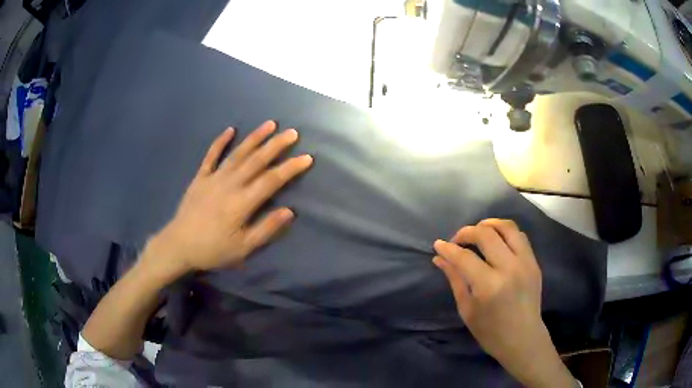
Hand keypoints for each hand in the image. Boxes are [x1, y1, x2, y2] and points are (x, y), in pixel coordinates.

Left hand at [147, 120, 312, 273]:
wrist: (179, 245)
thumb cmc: (213, 249)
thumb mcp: (243, 248)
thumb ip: (266, 229)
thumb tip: (289, 211)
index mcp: (242, 203)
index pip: (271, 180)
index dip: (290, 168)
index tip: (307, 157)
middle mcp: (230, 184)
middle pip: (256, 160)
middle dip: (276, 145)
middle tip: (293, 133)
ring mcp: (213, 178)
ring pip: (238, 153)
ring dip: (254, 138)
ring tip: (270, 124)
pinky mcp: (200, 177)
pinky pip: (211, 156)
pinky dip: (220, 142)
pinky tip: (230, 130)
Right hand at [433, 219, 574, 387]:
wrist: (523, 339)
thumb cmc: (490, 332)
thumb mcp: (467, 309)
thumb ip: (455, 279)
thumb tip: (440, 258)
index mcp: (490, 286)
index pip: (465, 257)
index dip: (448, 248)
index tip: (438, 244)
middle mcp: (510, 268)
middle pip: (486, 234)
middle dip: (466, 232)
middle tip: (457, 240)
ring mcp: (526, 263)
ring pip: (507, 227)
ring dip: (489, 224)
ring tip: (478, 231)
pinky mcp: (534, 262)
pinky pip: (520, 236)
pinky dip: (505, 233)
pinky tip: (496, 241)